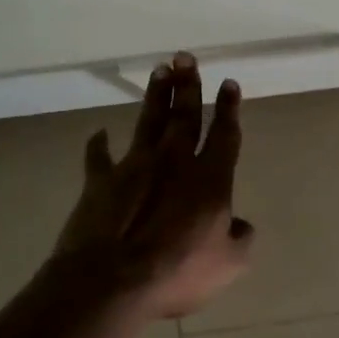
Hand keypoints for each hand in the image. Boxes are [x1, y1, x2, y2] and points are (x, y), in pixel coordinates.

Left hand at [55, 53, 254, 317]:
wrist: (111, 280)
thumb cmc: (177, 271)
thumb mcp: (228, 264)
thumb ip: (240, 239)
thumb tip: (241, 224)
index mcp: (210, 178)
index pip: (223, 134)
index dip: (228, 108)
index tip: (228, 83)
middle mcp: (174, 162)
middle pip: (184, 115)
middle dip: (189, 85)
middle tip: (186, 57)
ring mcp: (134, 167)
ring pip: (149, 122)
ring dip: (155, 96)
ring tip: (160, 70)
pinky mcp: (100, 182)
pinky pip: (98, 158)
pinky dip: (98, 145)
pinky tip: (99, 133)